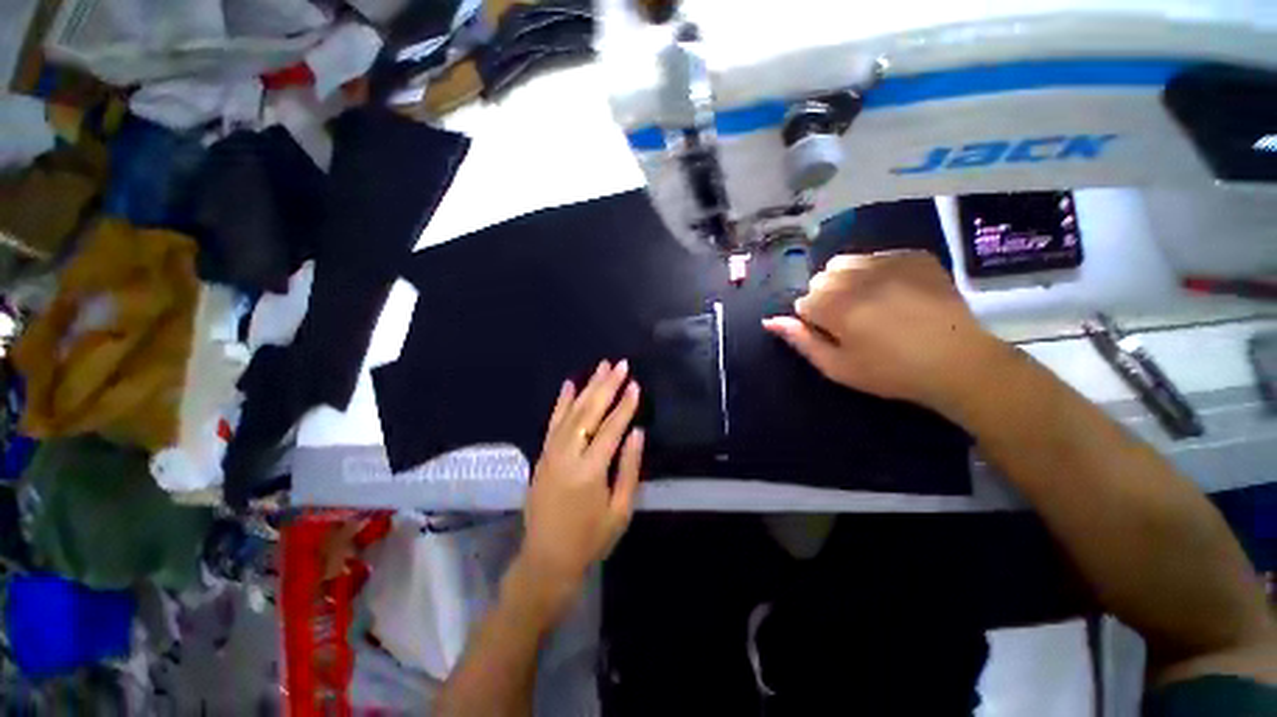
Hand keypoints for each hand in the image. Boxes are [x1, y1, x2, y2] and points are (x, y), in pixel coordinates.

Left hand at [518, 360, 644, 608]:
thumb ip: (629, 468)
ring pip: (571, 412)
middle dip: (606, 386)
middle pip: (589, 413)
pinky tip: (569, 384)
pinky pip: (552, 423)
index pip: (611, 429)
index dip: (625, 405)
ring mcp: (551, 453)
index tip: (635, 384)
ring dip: (587, 387)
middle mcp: (567, 456)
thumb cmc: (590, 539)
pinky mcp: (542, 455)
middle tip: (620, 365)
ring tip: (601, 367)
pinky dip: (561, 402)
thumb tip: (636, 432)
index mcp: (590, 471)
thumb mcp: (620, 510)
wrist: (546, 560)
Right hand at [763, 251, 1003, 413]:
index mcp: (834, 305)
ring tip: (870, 302)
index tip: (835, 335)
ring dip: (848, 280)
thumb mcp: (837, 366)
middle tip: (852, 320)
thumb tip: (769, 320)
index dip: (814, 321)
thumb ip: (800, 340)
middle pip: (821, 279)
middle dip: (827, 297)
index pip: (803, 302)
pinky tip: (895, 292)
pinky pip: (878, 256)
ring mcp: (888, 262)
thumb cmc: (890, 371)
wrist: (958, 361)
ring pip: (846, 263)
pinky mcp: (914, 256)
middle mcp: (856, 276)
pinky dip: (877, 271)